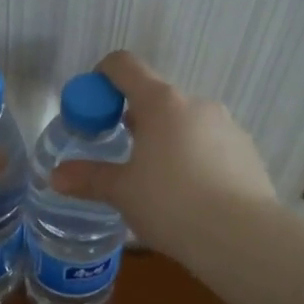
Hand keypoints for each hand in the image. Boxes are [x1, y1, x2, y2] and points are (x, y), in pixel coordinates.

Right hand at [52, 51, 276, 254]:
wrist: (242, 237)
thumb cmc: (171, 204)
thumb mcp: (122, 192)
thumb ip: (89, 178)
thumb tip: (55, 176)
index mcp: (161, 103)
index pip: (124, 66)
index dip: (102, 78)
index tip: (93, 107)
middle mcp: (197, 104)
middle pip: (156, 98)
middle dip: (134, 121)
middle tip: (122, 156)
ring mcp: (228, 126)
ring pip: (186, 123)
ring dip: (166, 141)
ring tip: (158, 183)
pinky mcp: (248, 152)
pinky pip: (211, 145)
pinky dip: (194, 159)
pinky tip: (191, 196)